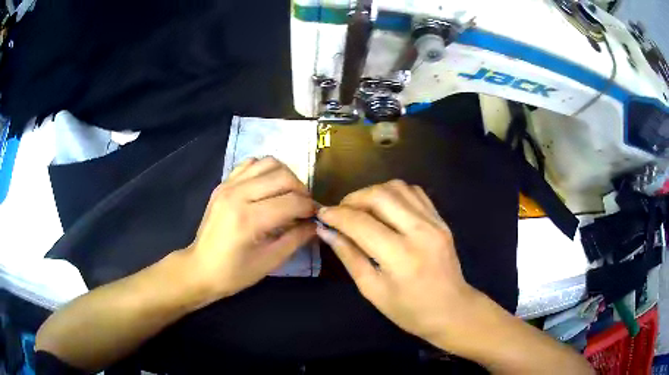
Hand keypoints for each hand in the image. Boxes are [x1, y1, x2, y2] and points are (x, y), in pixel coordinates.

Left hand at [186, 157, 315, 300]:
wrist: (200, 268)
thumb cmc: (234, 273)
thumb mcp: (269, 261)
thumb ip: (296, 239)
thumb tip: (315, 223)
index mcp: (249, 219)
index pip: (292, 201)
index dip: (310, 208)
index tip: (315, 217)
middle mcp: (238, 194)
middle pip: (283, 176)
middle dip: (301, 190)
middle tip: (303, 207)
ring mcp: (228, 185)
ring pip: (268, 163)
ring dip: (285, 176)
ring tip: (287, 195)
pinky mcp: (223, 183)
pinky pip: (250, 163)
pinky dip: (265, 170)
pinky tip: (267, 188)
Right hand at [316, 180, 481, 348]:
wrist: (452, 310)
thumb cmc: (410, 311)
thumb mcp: (372, 290)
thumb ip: (349, 256)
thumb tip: (326, 231)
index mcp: (400, 256)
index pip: (360, 223)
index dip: (336, 215)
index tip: (322, 215)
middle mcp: (420, 232)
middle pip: (380, 195)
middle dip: (353, 198)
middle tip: (341, 212)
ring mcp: (434, 222)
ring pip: (398, 187)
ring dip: (373, 193)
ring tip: (361, 209)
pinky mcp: (441, 220)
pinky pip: (415, 193)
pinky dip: (394, 194)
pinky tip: (386, 209)